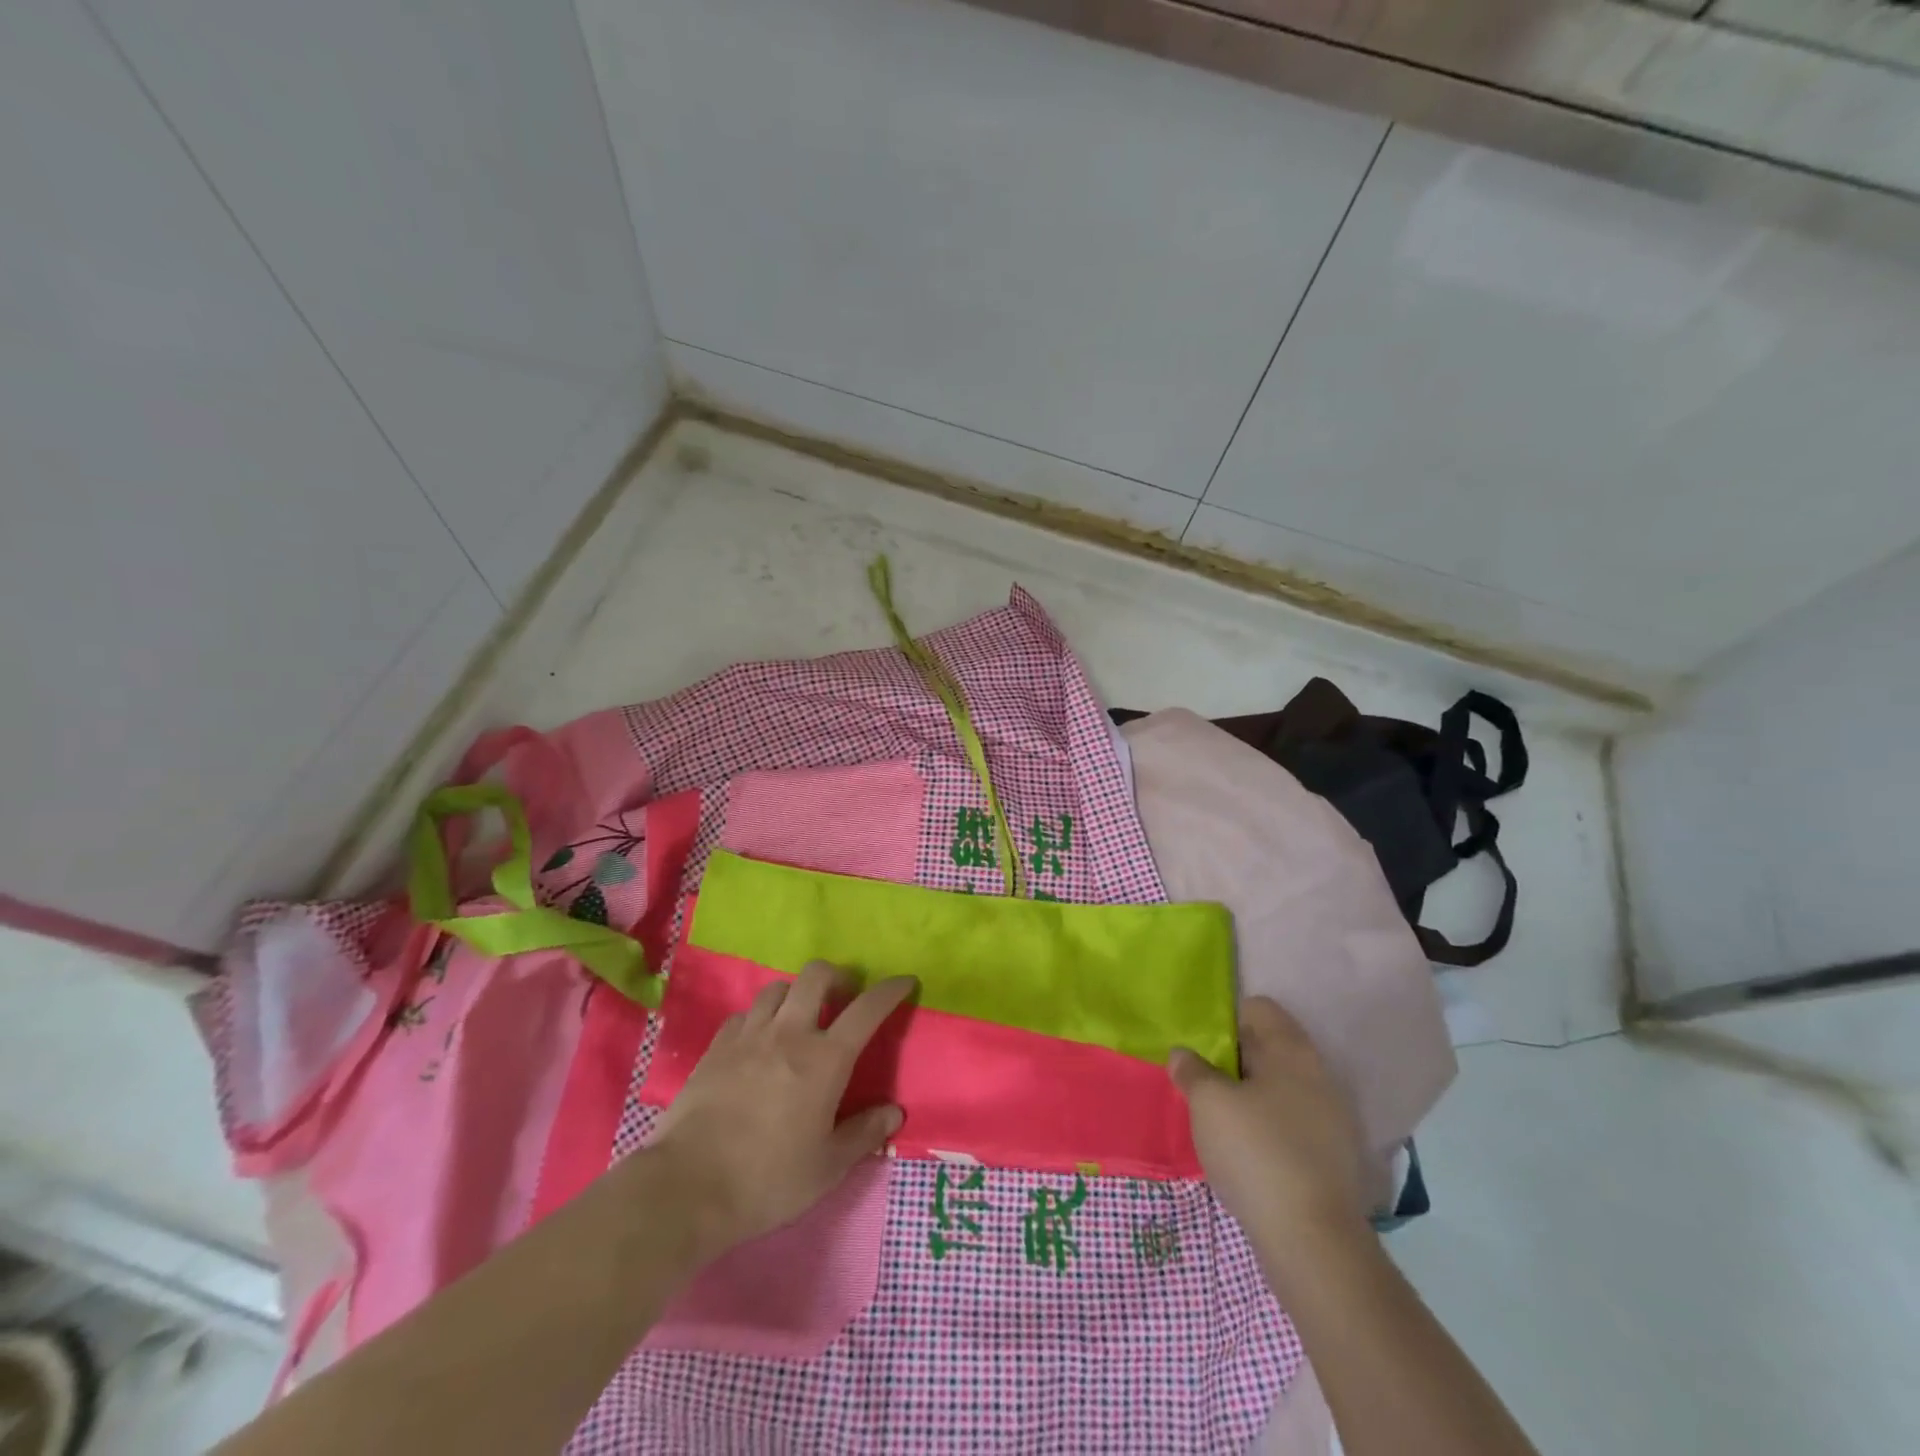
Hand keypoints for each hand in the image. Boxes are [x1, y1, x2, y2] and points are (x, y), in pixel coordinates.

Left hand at [647, 961, 914, 1256]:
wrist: (687, 1188)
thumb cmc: (767, 1180)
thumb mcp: (828, 1167)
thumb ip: (864, 1134)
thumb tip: (894, 1112)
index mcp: (825, 1059)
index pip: (867, 1009)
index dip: (890, 989)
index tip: (905, 981)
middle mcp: (789, 1033)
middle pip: (817, 976)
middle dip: (838, 976)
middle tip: (844, 998)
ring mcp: (749, 1036)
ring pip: (778, 988)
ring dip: (796, 993)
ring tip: (800, 1018)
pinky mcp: (716, 1047)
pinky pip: (745, 1014)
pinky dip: (760, 1017)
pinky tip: (759, 1041)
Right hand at [1169, 996, 1367, 1246]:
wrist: (1313, 1242)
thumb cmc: (1256, 1152)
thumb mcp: (1208, 1102)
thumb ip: (1192, 1070)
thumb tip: (1183, 1055)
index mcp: (1293, 1051)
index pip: (1258, 1009)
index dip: (1224, 1018)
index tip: (1197, 1042)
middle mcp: (1318, 1076)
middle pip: (1268, 1048)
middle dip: (1231, 1058)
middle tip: (1196, 1076)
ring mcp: (1331, 1120)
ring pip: (1278, 1088)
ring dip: (1247, 1095)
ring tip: (1213, 1115)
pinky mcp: (1331, 1158)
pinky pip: (1289, 1123)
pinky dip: (1264, 1127)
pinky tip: (1241, 1149)